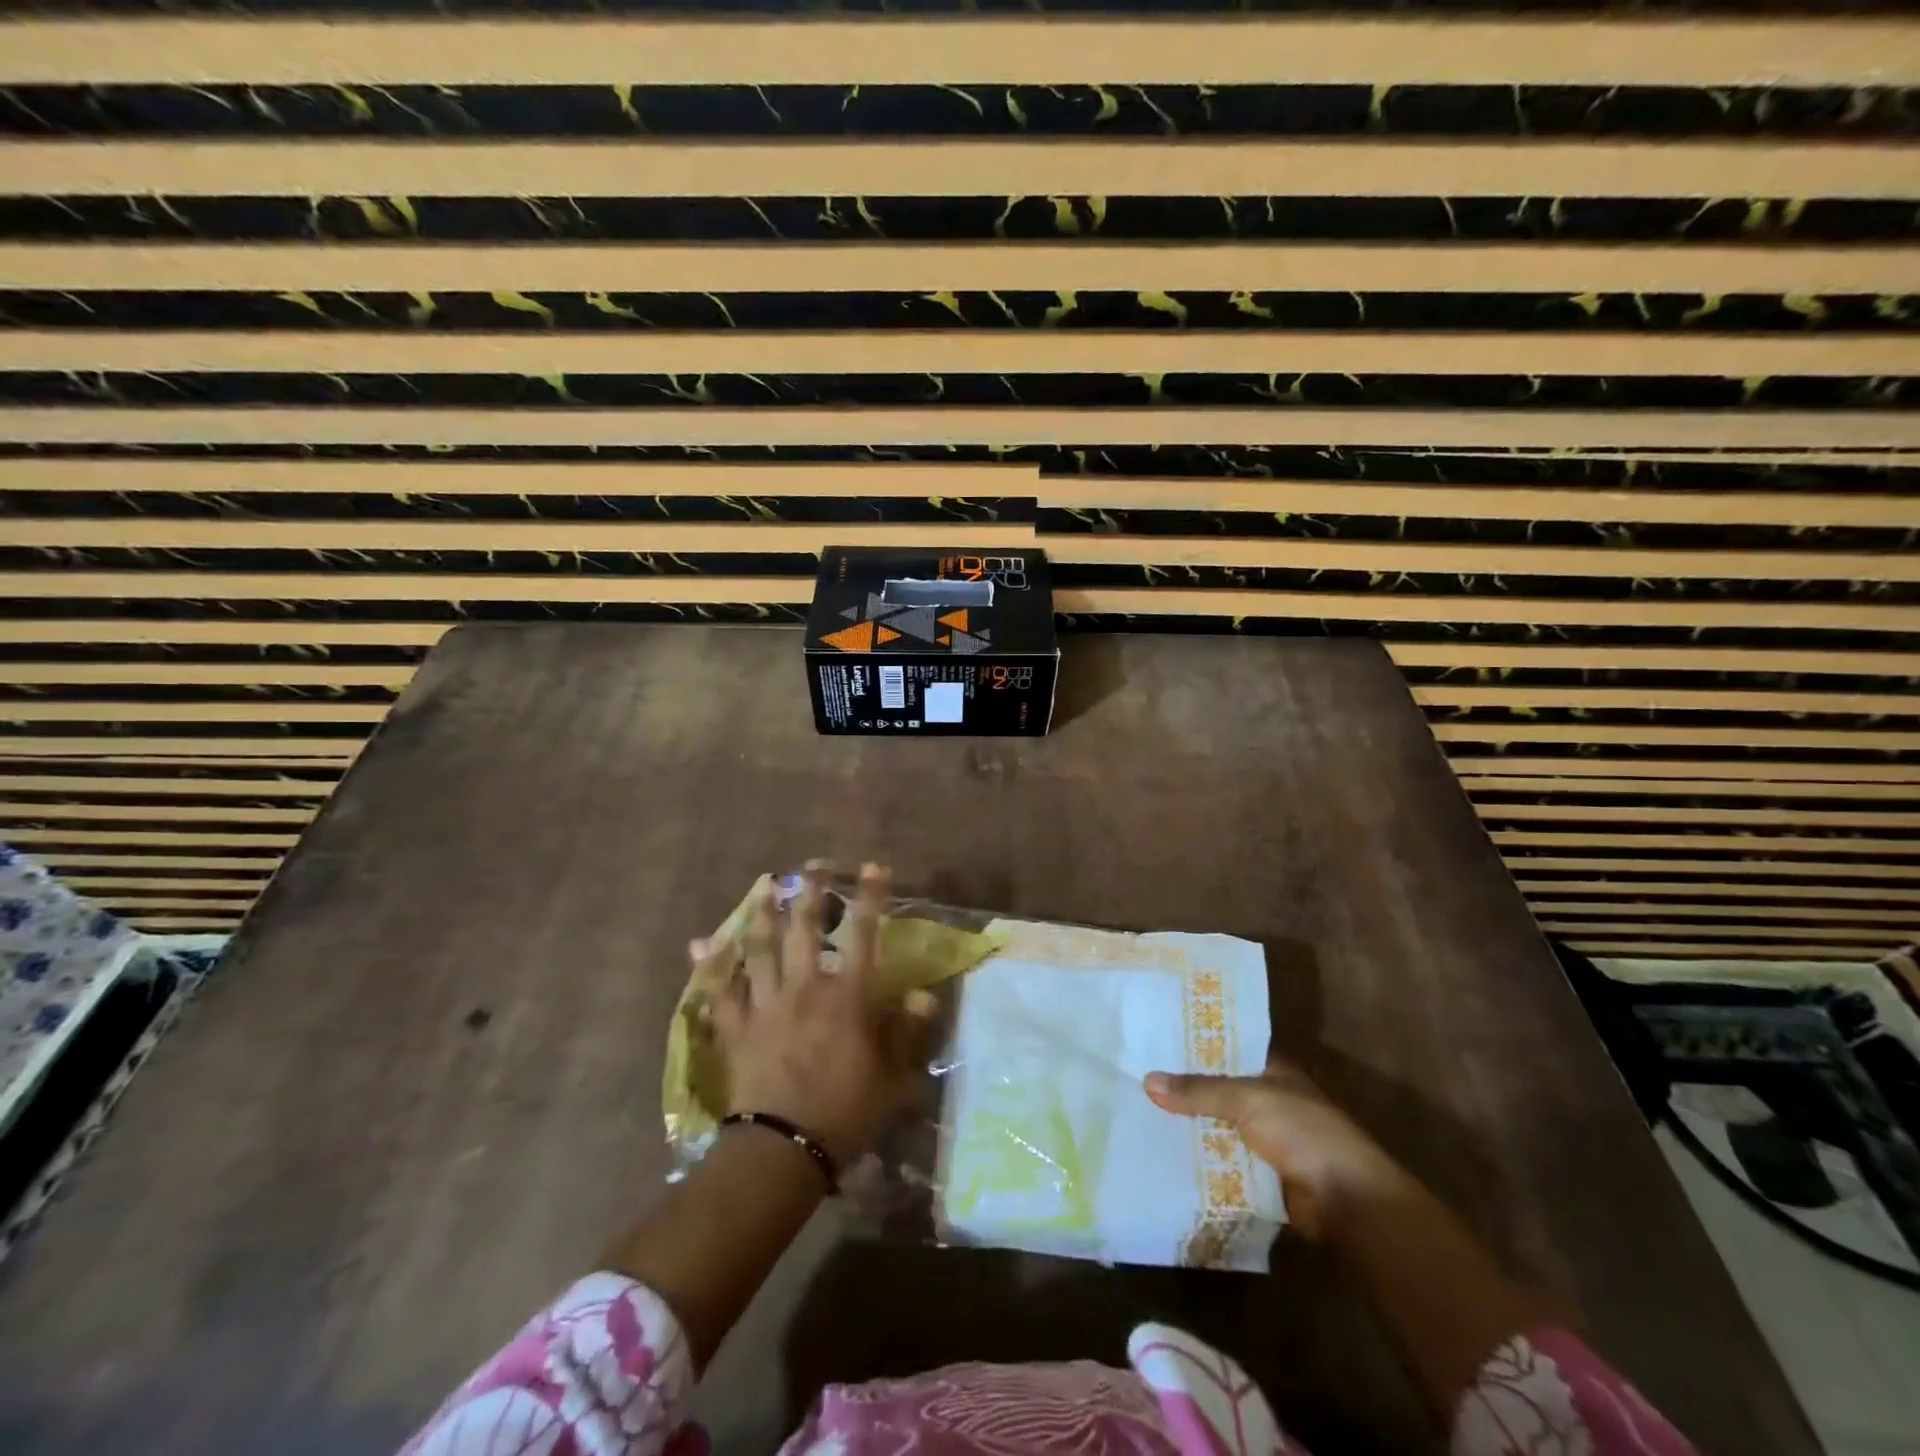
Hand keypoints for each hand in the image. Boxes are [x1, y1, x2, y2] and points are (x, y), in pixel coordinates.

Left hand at [702, 863, 923, 1167]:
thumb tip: (925, 995)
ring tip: (762, 888)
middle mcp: (805, 988)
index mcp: (846, 996)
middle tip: (809, 868)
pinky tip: (697, 945)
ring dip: (761, 916)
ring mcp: (766, 1005)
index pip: (863, 935)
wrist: (783, 1150)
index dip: (870, 898)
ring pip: (760, 950)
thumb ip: (906, 1032)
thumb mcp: (892, 1077)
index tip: (874, 868)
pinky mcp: (736, 1028)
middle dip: (809, 894)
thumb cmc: (845, 1113)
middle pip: (805, 930)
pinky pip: (718, 991)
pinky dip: (709, 967)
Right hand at [1145, 1058, 1408, 1240]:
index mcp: (1271, 1071)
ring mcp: (1264, 1139)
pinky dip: (1199, 1160)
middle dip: (1183, 1090)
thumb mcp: (1247, 1100)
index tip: (1154, 1043)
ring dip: (1188, 1127)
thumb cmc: (1303, 1132)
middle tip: (1135, 1080)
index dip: (1194, 1046)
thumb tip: (1148, 1081)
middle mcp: (1267, 1100)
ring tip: (1139, 1116)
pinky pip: (1221, 1161)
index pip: (1226, 1050)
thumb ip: (1199, 1091)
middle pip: (1216, 1090)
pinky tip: (1163, 1155)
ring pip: (1216, 1127)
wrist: (1347, 1200)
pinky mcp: (1260, 1175)